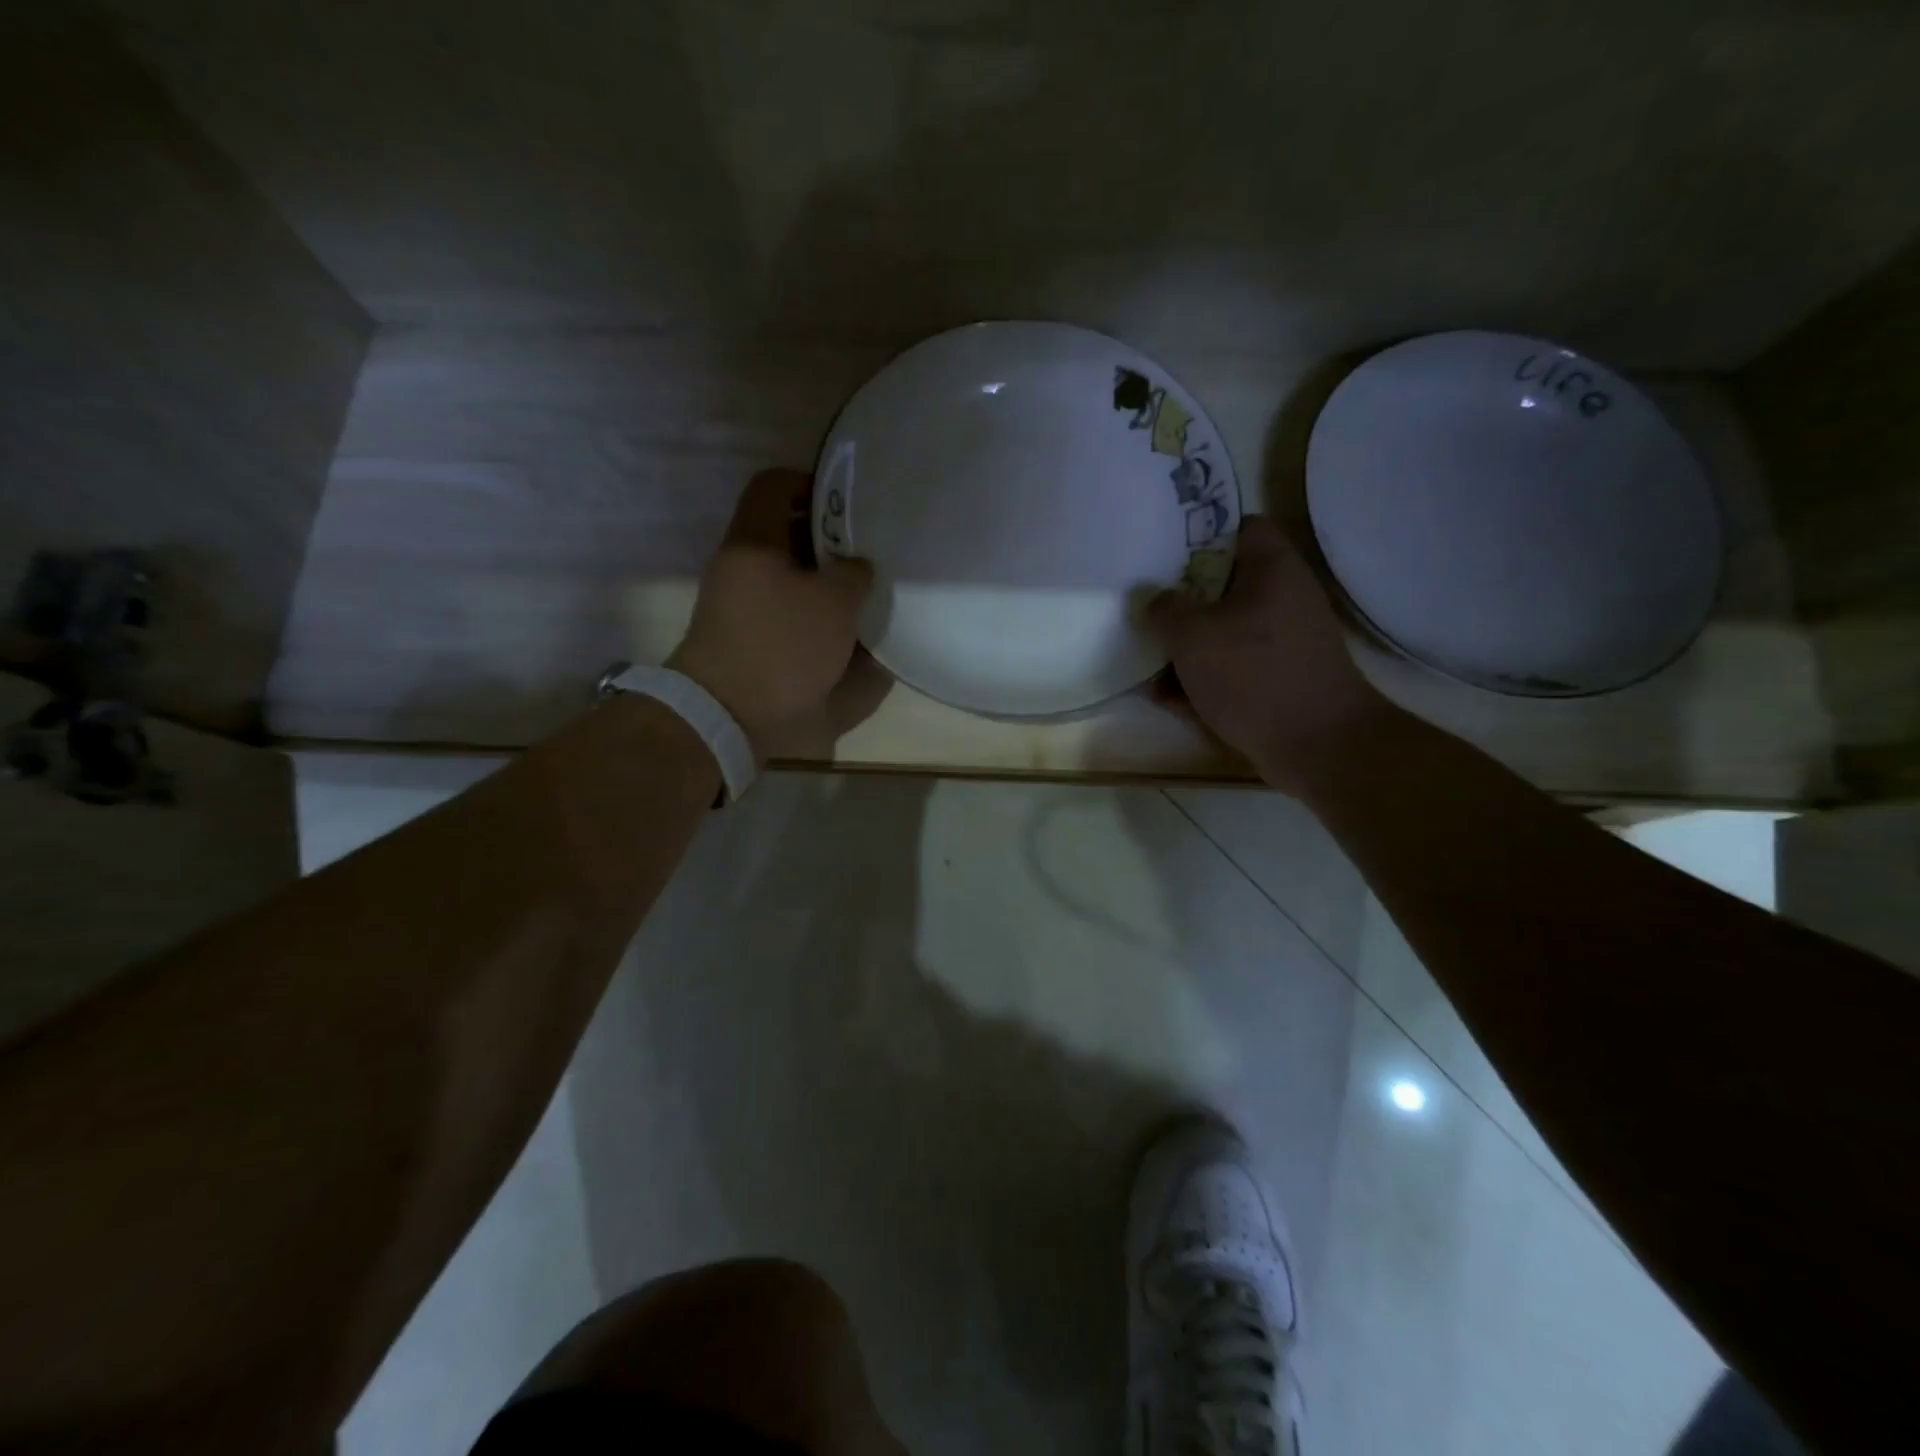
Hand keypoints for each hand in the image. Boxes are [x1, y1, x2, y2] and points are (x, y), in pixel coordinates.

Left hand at [669, 469, 877, 759]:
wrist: (732, 718)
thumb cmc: (782, 646)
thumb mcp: (833, 602)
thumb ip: (853, 574)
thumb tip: (857, 567)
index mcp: (754, 543)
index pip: (775, 485)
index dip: (812, 482)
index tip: (851, 501)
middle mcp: (745, 570)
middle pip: (789, 537)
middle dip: (833, 541)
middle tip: (874, 550)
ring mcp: (747, 610)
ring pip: (796, 581)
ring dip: (831, 585)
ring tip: (873, 593)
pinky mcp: (757, 646)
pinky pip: (796, 619)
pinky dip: (823, 621)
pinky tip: (856, 633)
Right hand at [1147, 516, 1392, 793]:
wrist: (1317, 744)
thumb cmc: (1253, 674)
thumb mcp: (1192, 636)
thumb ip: (1164, 610)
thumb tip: (1155, 600)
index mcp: (1272, 568)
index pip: (1240, 527)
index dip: (1201, 533)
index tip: (1162, 551)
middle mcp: (1283, 597)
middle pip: (1224, 584)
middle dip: (1182, 600)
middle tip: (1146, 606)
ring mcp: (1283, 641)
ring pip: (1224, 630)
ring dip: (1186, 647)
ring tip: (1145, 661)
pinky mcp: (1279, 678)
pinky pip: (1232, 667)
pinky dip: (1203, 678)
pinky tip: (1166, 699)